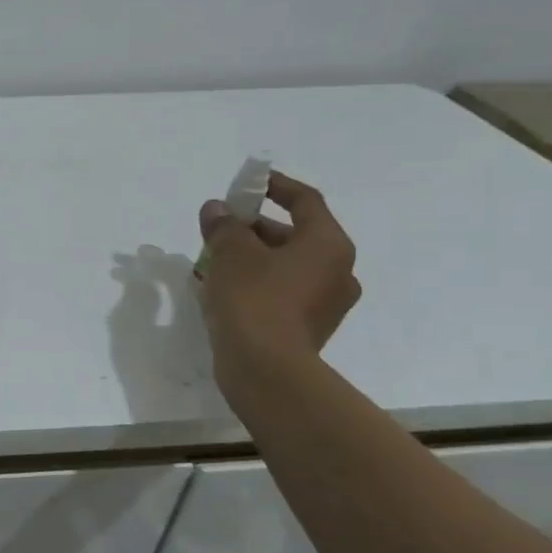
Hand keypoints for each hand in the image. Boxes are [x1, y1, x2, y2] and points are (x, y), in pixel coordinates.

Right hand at [197, 171, 359, 384]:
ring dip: (253, 257)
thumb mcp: (231, 253)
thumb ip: (224, 225)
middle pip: (295, 234)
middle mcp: (338, 270)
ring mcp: (327, 303)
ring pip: (287, 265)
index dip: (275, 186)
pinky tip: (225, 290)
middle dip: (254, 227)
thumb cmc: (254, 299)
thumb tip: (217, 210)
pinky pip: (283, 292)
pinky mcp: (308, 328)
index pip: (305, 201)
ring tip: (214, 260)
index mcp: (328, 245)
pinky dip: (258, 283)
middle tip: (219, 228)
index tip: (248, 183)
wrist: (266, 369)